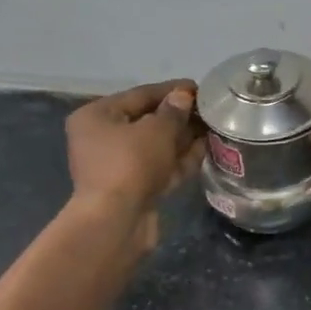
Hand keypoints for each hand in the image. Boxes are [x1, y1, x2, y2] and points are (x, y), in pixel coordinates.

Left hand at [65, 80, 204, 231]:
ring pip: (155, 147)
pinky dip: (179, 160)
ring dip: (182, 139)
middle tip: (210, 110)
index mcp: (97, 116)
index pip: (139, 95)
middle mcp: (102, 139)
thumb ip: (173, 111)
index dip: (171, 90)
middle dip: (179, 116)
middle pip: (146, 121)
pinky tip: (205, 150)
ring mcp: (117, 166)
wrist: (116, 221)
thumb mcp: (156, 130)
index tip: (199, 88)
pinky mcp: (132, 189)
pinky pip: (158, 167)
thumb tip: (183, 97)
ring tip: (213, 128)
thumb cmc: (130, 164)